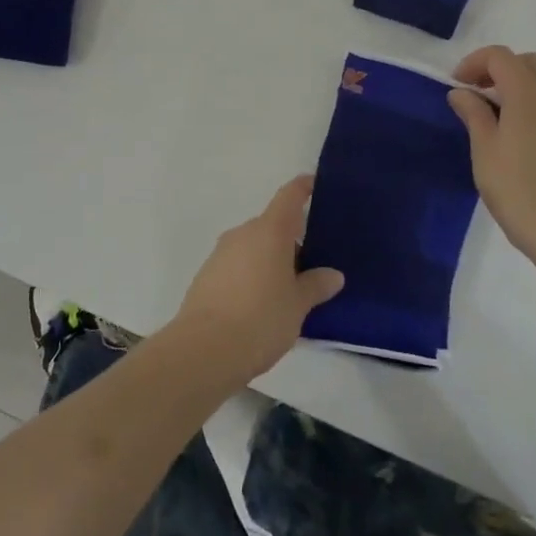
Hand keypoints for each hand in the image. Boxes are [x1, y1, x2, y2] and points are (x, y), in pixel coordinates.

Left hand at [168, 176, 344, 382]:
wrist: (203, 351)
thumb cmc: (260, 319)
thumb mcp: (298, 305)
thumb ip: (316, 285)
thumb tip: (333, 275)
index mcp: (269, 231)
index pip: (289, 196)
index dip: (303, 187)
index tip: (314, 184)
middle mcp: (243, 234)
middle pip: (272, 225)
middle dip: (291, 239)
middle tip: (312, 264)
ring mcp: (220, 254)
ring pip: (253, 247)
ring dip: (270, 260)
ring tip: (289, 290)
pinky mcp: (206, 276)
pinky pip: (237, 266)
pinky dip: (252, 275)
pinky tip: (261, 304)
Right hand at [448, 47, 535, 262]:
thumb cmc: (516, 187)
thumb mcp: (484, 149)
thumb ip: (473, 114)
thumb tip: (462, 92)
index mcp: (528, 94)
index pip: (501, 57)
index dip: (475, 62)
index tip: (458, 84)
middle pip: (530, 63)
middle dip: (502, 69)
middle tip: (480, 93)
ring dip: (525, 87)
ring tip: (504, 114)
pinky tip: (529, 140)